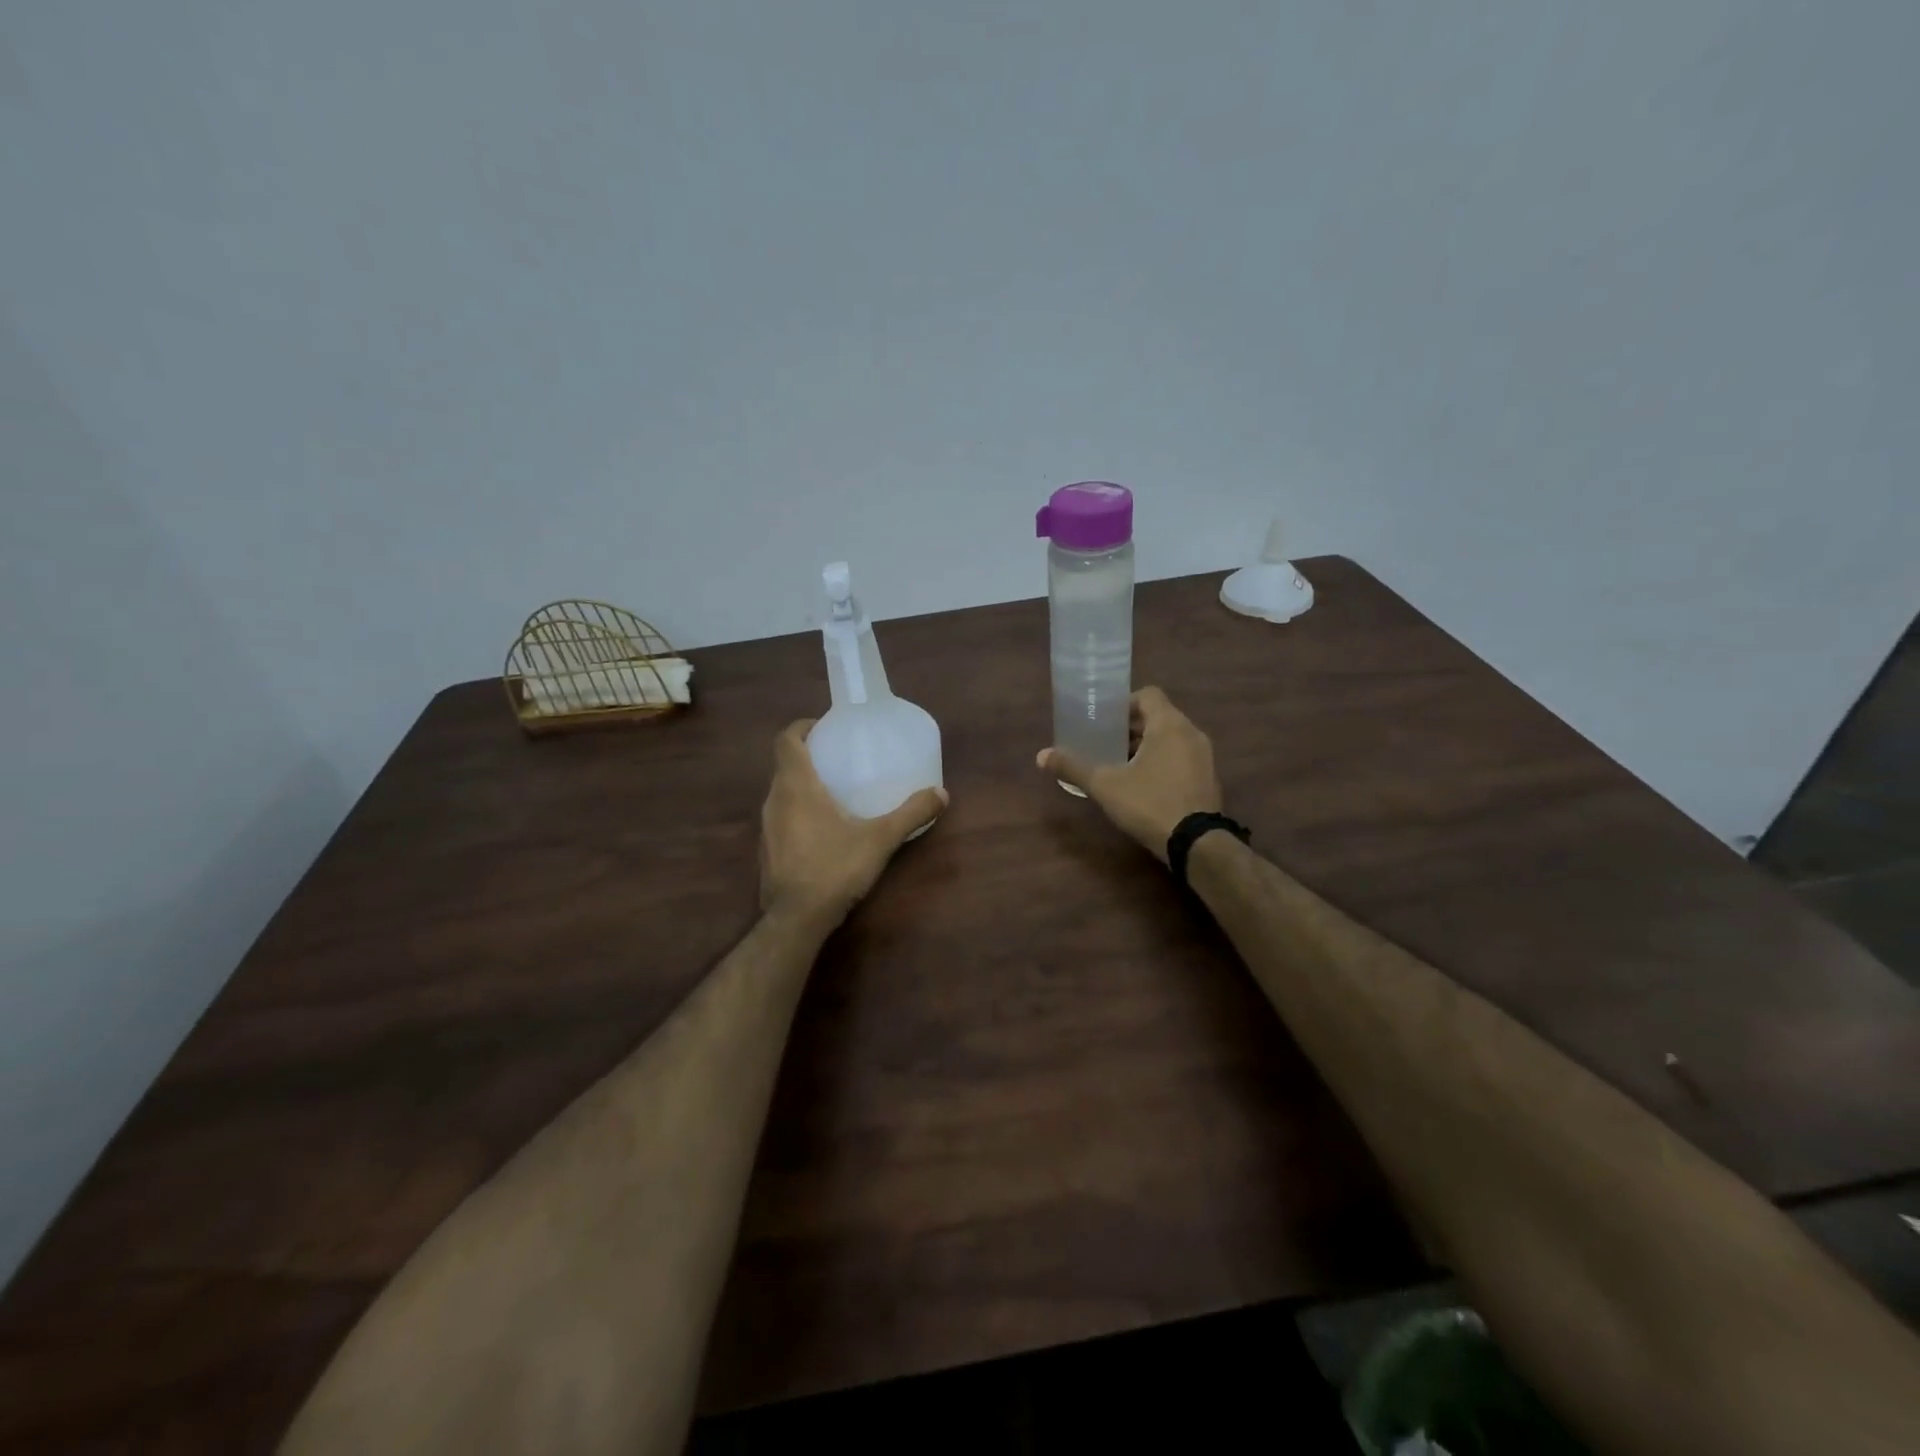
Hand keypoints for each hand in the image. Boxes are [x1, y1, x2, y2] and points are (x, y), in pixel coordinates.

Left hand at [759, 719, 948, 927]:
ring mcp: (766, 827)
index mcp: (796, 786)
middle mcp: (774, 800)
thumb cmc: (835, 867)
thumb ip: (911, 814)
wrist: (796, 919)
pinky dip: (797, 811)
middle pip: (784, 765)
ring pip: (781, 792)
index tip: (824, 726)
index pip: (786, 740)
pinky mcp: (767, 851)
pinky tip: (823, 829)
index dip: (802, 727)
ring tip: (834, 791)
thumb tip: (942, 794)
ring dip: (801, 785)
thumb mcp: (880, 839)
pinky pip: (781, 817)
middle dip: (808, 755)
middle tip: (838, 758)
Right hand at [1037, 686, 1221, 862]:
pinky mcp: (1208, 778)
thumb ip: (1074, 767)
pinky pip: (1182, 757)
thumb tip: (1041, 756)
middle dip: (1131, 727)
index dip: (1124, 703)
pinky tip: (1144, 784)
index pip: (1148, 695)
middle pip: (1158, 716)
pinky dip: (1163, 761)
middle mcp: (1191, 733)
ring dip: (1147, 745)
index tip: (1105, 721)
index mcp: (1169, 724)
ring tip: (1121, 764)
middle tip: (1105, 743)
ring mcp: (1204, 756)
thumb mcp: (1105, 785)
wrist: (1196, 843)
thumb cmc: (1149, 803)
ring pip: (1171, 738)